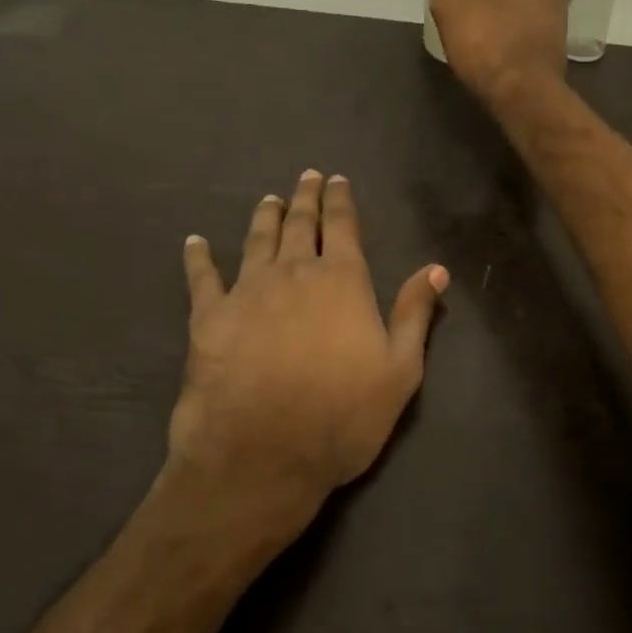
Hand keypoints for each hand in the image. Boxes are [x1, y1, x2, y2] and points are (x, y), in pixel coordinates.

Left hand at [167, 170, 447, 556]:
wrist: (262, 454)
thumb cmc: (342, 416)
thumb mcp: (400, 371)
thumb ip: (415, 315)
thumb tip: (436, 269)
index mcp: (343, 282)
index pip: (344, 227)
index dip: (341, 201)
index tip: (338, 180)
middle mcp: (294, 273)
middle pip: (301, 225)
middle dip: (305, 198)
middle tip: (306, 177)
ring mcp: (247, 291)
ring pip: (257, 240)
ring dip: (264, 217)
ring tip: (268, 200)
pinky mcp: (209, 316)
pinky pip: (202, 276)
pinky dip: (199, 256)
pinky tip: (195, 242)